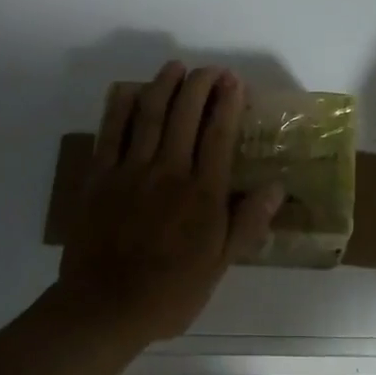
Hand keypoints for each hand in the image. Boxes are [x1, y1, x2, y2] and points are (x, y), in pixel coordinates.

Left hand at [56, 62, 283, 347]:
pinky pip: (111, 132)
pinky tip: (130, 91)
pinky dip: (121, 107)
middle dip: (200, 85)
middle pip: (185, 115)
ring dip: (164, 86)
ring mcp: (131, 170)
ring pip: (149, 115)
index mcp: (202, 193)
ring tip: (175, 68)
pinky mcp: (99, 176)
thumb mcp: (219, 265)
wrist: (105, 306)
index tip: (234, 81)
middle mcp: (169, 171)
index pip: (219, 135)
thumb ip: (247, 223)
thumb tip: (276, 186)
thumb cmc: (170, 291)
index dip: (228, 103)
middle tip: (209, 70)